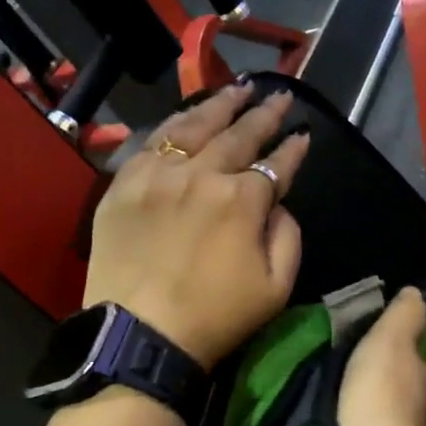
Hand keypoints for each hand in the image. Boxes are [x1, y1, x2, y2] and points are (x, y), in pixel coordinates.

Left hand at [83, 84, 309, 368]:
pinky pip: (150, 143)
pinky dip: (172, 125)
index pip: (276, 163)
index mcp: (242, 199)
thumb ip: (288, 236)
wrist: (139, 336)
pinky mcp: (123, 186)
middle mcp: (201, 174)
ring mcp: (157, 175)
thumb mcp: (276, 288)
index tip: (303, 134)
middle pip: (238, 134)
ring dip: (219, 105)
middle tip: (278, 96)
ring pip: (192, 126)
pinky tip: (184, 118)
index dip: (293, 148)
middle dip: (263, 114)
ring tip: (237, 89)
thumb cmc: (215, 318)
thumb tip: (278, 204)